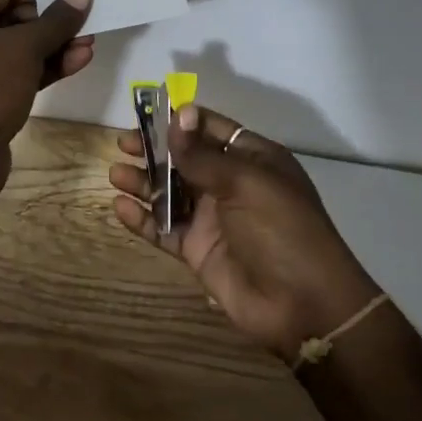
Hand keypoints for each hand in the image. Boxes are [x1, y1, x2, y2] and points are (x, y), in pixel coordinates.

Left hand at [0, 0, 94, 192]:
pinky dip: (45, 67)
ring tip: (91, 42)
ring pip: (19, 48)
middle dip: (53, 21)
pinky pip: (19, 72)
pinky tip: (78, 62)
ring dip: (55, 45)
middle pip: (13, 16)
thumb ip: (57, 19)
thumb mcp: (24, 47)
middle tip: (90, 21)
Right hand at [110, 104, 379, 363]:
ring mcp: (213, 218)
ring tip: (116, 174)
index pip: (210, 128)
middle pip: (185, 159)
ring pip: (170, 192)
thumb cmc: (282, 230)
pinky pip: (165, 228)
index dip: (180, 120)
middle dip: (154, 149)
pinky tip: (121, 208)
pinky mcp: (198, 250)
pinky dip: (143, 219)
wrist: (304, 306)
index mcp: (252, 159)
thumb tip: (178, 114)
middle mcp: (230, 184)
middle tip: (123, 144)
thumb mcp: (246, 183)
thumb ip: (203, 155)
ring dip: (144, 182)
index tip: (145, 113)